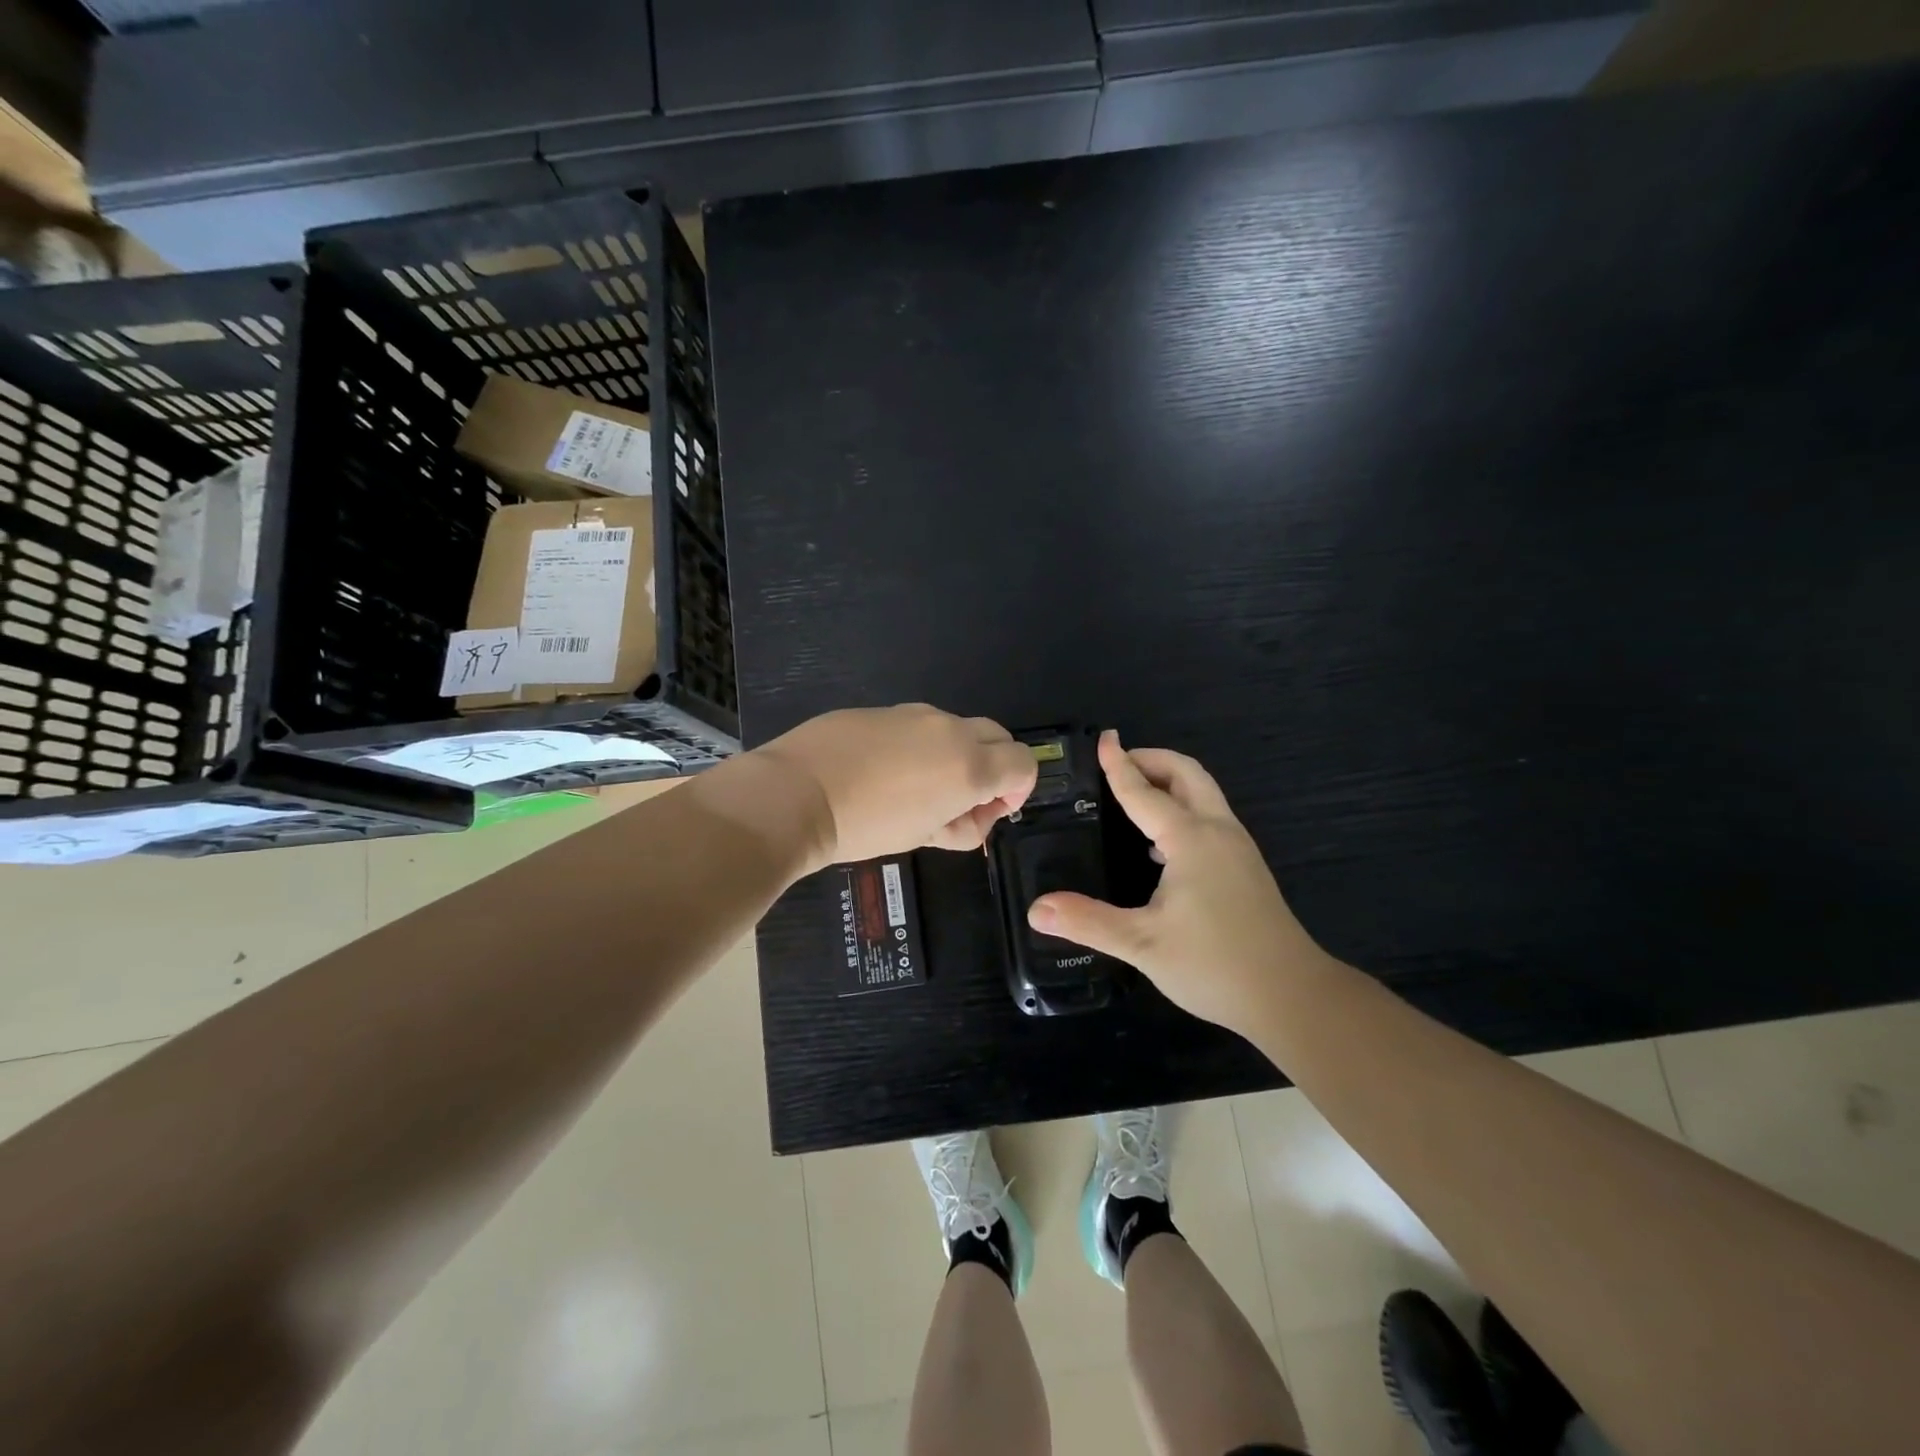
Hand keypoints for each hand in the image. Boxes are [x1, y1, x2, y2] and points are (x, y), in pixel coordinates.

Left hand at [755, 704, 1038, 868]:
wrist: (797, 793)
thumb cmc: (866, 826)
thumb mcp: (924, 837)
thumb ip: (964, 825)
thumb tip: (975, 814)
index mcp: (969, 765)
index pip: (1024, 763)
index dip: (1018, 789)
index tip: (991, 809)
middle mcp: (950, 730)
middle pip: (998, 736)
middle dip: (994, 765)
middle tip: (961, 798)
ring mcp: (915, 714)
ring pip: (956, 728)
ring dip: (956, 753)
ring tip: (917, 787)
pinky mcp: (884, 709)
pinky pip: (919, 724)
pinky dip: (920, 744)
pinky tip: (884, 769)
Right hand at [1027, 731, 1328, 1038]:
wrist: (1291, 996)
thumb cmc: (1215, 964)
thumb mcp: (1143, 944)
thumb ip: (1088, 921)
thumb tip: (1036, 909)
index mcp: (1191, 839)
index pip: (1144, 791)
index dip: (1119, 765)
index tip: (1103, 739)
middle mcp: (1217, 831)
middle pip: (1187, 774)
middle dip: (1152, 760)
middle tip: (1117, 763)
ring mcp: (1238, 848)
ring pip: (1203, 794)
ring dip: (1169, 782)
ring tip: (1133, 795)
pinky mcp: (1246, 868)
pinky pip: (1210, 818)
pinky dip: (1182, 808)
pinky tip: (1159, 846)